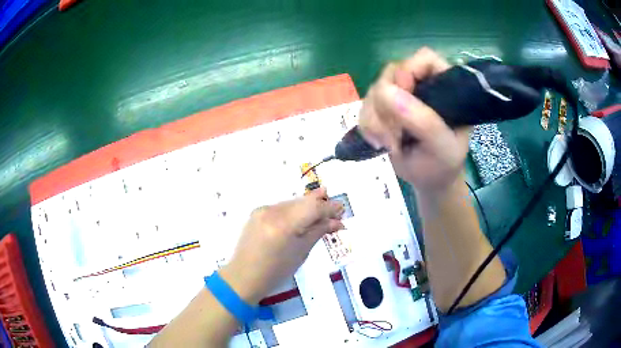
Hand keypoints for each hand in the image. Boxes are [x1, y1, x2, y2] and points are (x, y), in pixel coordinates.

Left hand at [219, 187, 343, 303]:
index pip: (312, 208)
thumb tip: (337, 222)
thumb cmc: (276, 271)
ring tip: (323, 206)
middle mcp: (271, 211)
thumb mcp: (301, 252)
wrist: (245, 276)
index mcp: (284, 224)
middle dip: (320, 204)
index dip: (329, 208)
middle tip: (336, 208)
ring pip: (292, 203)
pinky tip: (303, 213)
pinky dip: (294, 210)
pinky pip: (281, 208)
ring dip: (307, 206)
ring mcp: (262, 210)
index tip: (342, 209)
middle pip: (302, 202)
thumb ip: (318, 232)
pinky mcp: (257, 213)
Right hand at [359, 47, 469, 192]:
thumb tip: (386, 92)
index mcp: (443, 86)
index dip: (409, 70)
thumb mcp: (442, 147)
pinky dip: (366, 126)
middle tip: (395, 134)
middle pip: (391, 73)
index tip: (403, 94)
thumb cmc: (443, 164)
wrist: (429, 182)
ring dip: (375, 119)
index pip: (424, 59)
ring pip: (374, 91)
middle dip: (387, 106)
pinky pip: (364, 107)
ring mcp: (400, 97)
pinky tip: (378, 143)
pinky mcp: (383, 110)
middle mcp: (420, 85)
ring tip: (389, 144)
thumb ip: (423, 121)